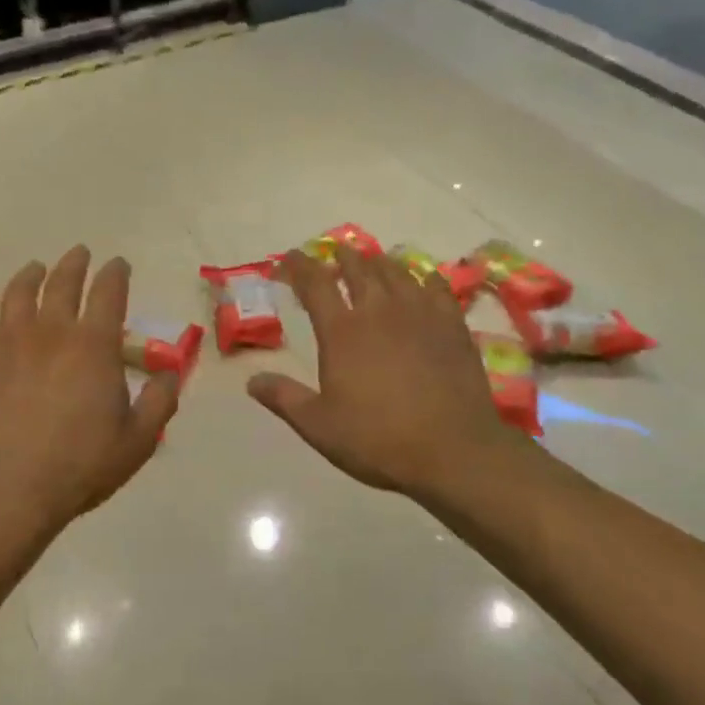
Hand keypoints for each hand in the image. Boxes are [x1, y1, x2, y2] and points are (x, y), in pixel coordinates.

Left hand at [0, 246, 178, 539]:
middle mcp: (52, 332)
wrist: (5, 491)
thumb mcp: (137, 441)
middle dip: (75, 264)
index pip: (109, 293)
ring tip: (36, 268)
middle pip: (63, 283)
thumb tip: (171, 372)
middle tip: (80, 253)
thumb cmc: (78, 467)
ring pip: (19, 293)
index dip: (115, 274)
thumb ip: (159, 402)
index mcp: (95, 346)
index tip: (119, 264)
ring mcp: (8, 342)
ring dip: (30, 275)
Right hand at [248, 246, 531, 504]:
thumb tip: (252, 381)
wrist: (453, 451)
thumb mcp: (319, 426)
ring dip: (379, 262)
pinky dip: (423, 278)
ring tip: (373, 261)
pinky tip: (423, 281)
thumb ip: (284, 398)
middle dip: (342, 257)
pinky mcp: (452, 325)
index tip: (288, 258)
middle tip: (334, 254)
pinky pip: (437, 287)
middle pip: (358, 268)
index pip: (315, 283)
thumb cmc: (378, 440)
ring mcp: (421, 313)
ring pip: (397, 271)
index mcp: (342, 331)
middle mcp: (379, 310)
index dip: (298, 265)